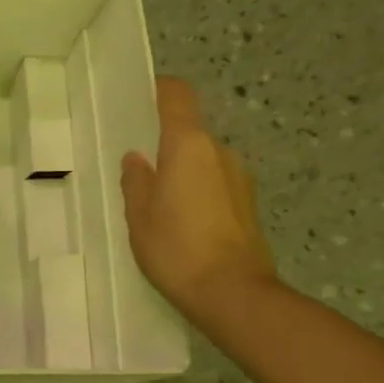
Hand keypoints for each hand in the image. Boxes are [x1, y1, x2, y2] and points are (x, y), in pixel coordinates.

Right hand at [120, 76, 277, 324]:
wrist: (232, 292)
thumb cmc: (177, 248)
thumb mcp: (139, 216)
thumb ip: (135, 181)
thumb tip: (136, 159)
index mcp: (189, 146)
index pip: (177, 96)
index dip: (160, 90)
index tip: (139, 97)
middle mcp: (219, 152)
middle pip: (189, 131)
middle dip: (164, 144)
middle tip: (138, 168)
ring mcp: (239, 178)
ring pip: (203, 160)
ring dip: (182, 171)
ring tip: (158, 202)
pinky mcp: (248, 204)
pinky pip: (215, 183)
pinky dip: (197, 190)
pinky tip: (181, 221)